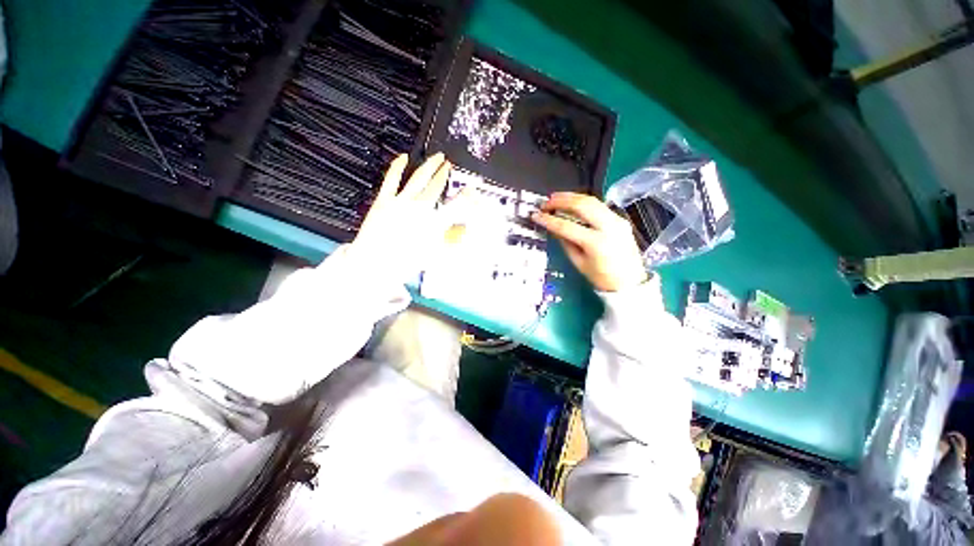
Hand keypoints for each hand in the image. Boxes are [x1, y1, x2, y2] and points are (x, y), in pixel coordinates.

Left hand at [351, 153, 458, 281]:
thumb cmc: (407, 262)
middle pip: (437, 185)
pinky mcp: (384, 200)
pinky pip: (392, 179)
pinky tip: (403, 157)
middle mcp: (420, 207)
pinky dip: (398, 166)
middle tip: (450, 166)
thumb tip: (464, 229)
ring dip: (429, 166)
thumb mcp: (436, 255)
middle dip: (445, 173)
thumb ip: (452, 240)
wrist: (375, 263)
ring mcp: (401, 201)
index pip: (457, 204)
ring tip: (437, 157)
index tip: (471, 189)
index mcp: (435, 222)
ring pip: (419, 178)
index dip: (466, 195)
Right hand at [532, 192, 647, 291]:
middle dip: (561, 201)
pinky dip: (583, 202)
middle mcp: (609, 227)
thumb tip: (553, 227)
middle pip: (582, 205)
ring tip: (556, 198)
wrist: (630, 282)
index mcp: (596, 243)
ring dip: (572, 197)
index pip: (567, 226)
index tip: (536, 215)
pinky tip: (573, 203)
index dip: (549, 220)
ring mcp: (617, 220)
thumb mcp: (579, 262)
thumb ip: (565, 242)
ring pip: (592, 200)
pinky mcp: (621, 219)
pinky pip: (599, 206)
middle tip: (546, 202)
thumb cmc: (602, 277)